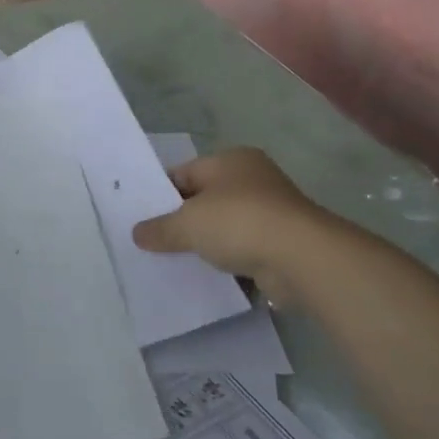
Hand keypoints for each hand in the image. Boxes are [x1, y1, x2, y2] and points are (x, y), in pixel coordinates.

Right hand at [131, 147, 345, 298]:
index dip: (161, 194)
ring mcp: (272, 213)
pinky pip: (245, 251)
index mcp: (231, 160)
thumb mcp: (187, 224)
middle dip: (182, 221)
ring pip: (225, 228)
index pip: (185, 173)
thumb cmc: (239, 222)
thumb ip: (160, 229)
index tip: (142, 217)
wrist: (301, 259)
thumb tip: (137, 234)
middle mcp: (253, 179)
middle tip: (153, 241)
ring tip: (175, 263)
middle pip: (205, 200)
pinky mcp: (283, 244)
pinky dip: (229, 263)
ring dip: (207, 245)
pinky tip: (207, 278)